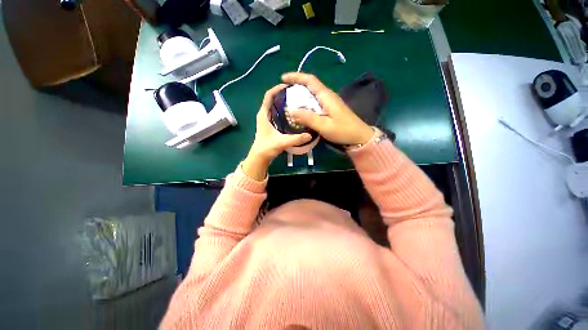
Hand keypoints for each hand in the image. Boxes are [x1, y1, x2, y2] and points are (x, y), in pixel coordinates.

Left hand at [243, 84, 312, 180]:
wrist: (259, 157)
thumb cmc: (266, 148)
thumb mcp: (281, 142)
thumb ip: (295, 139)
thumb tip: (309, 135)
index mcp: (263, 114)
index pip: (268, 96)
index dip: (277, 89)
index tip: (288, 86)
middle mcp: (264, 115)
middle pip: (272, 100)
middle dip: (283, 95)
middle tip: (296, 94)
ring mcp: (267, 120)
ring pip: (275, 107)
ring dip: (283, 103)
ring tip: (296, 102)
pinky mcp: (270, 126)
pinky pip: (277, 114)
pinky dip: (284, 112)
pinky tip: (293, 115)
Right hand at [282, 72, 373, 145]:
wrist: (359, 137)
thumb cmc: (343, 131)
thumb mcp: (324, 125)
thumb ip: (307, 118)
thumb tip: (289, 110)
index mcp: (326, 96)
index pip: (310, 80)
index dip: (296, 77)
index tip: (283, 78)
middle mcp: (327, 96)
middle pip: (310, 86)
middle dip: (296, 86)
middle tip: (283, 93)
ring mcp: (329, 103)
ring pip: (312, 95)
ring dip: (300, 96)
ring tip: (288, 102)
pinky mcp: (330, 110)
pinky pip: (315, 103)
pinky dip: (306, 105)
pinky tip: (300, 112)